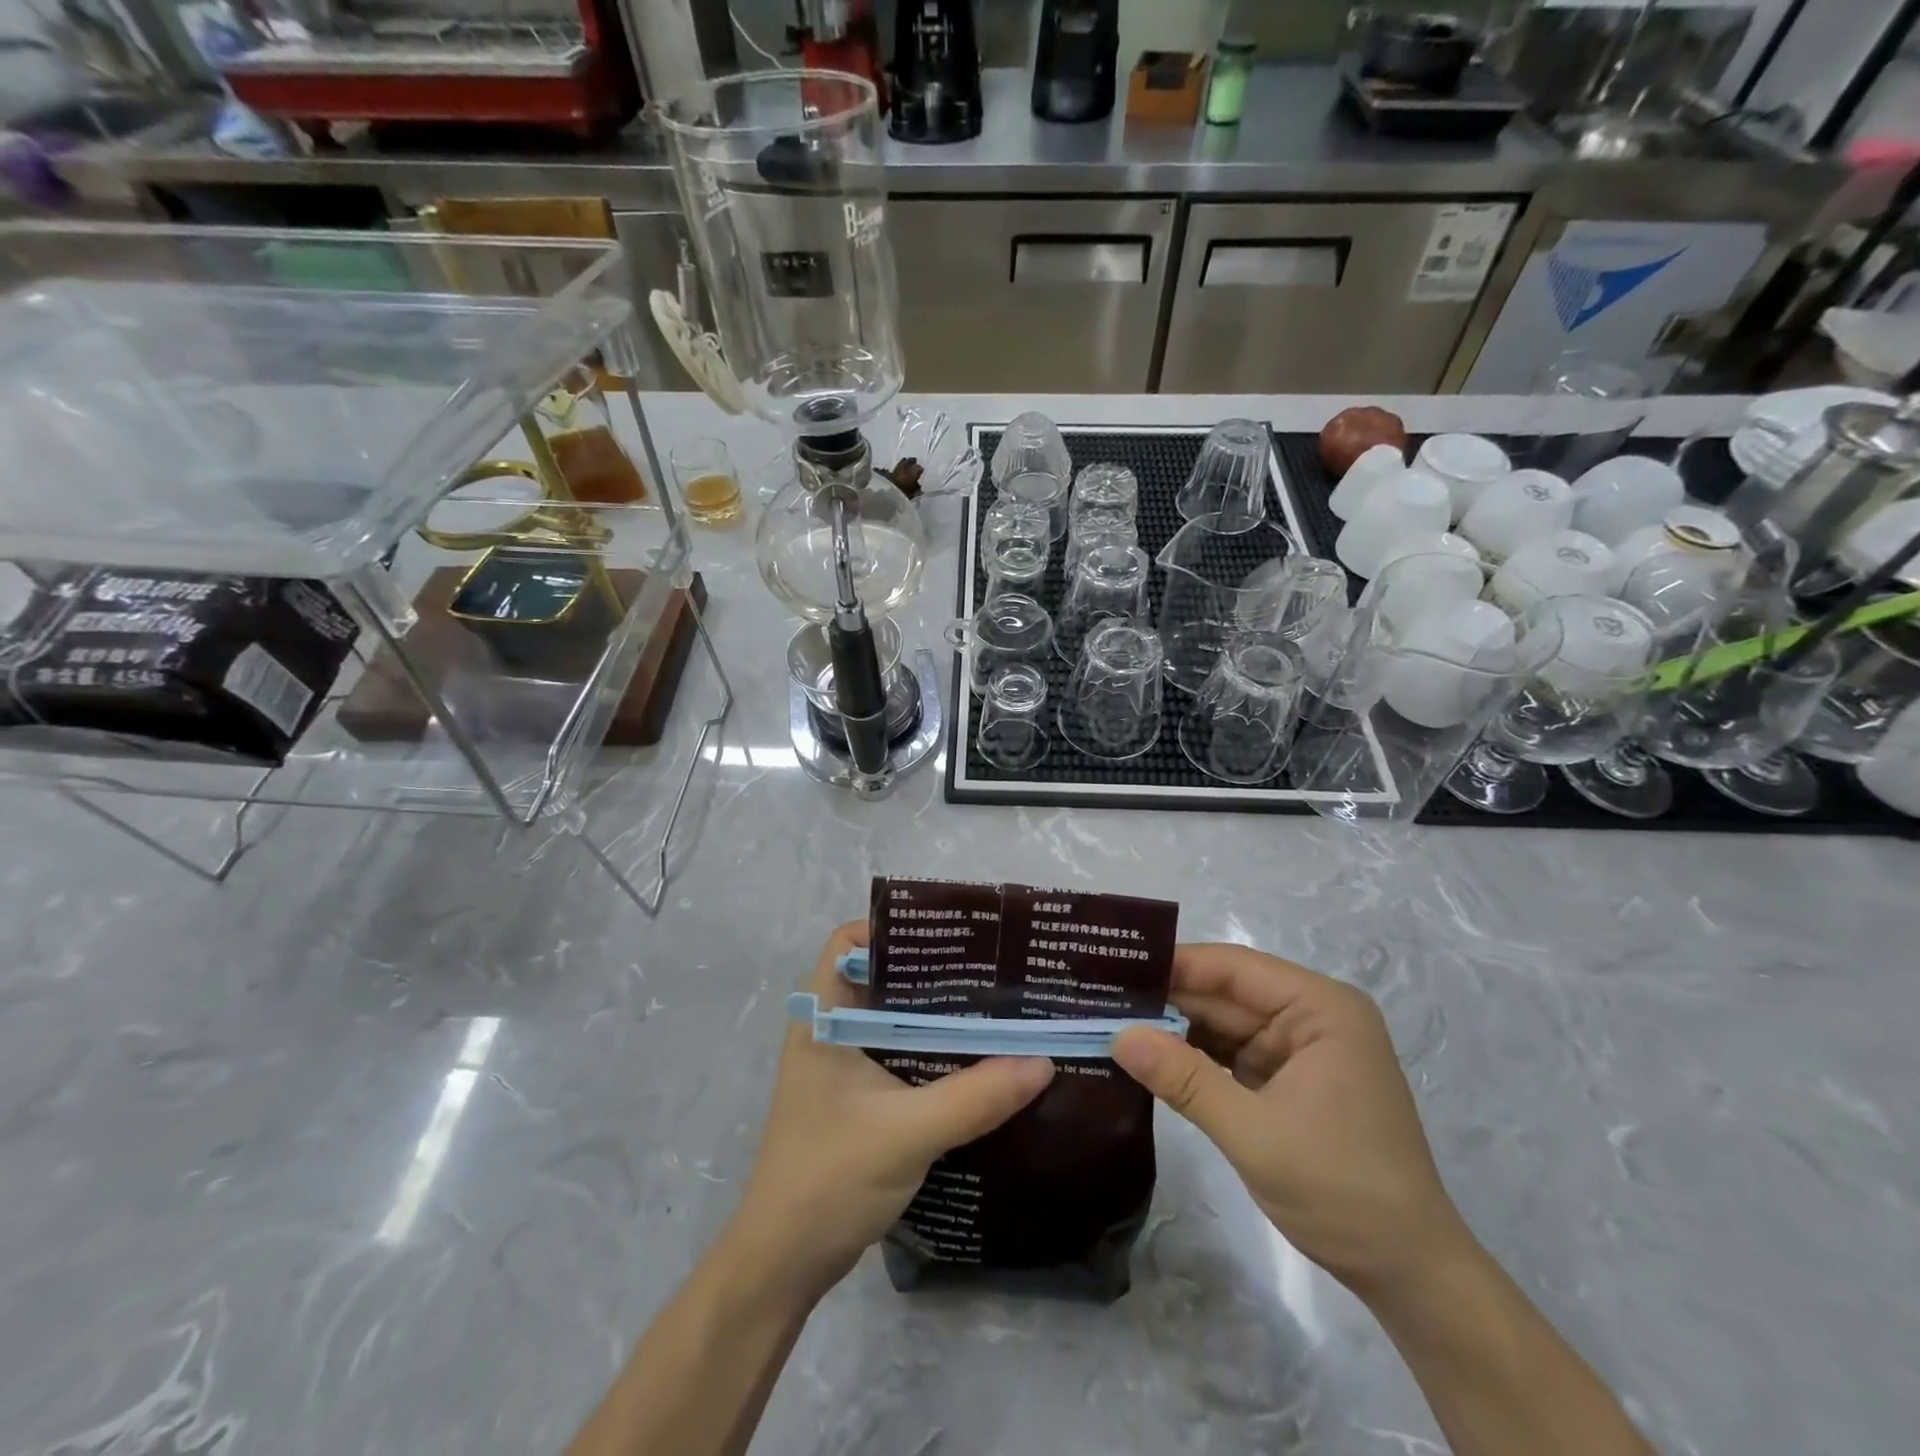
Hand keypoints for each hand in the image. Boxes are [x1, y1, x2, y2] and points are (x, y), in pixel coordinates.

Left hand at [730, 922, 1054, 1299]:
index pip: (850, 942)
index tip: (951, 933)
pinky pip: (903, 1056)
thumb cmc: (829, 1179)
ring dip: (940, 1015)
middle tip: (993, 968)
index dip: (894, 928)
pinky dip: (937, 1051)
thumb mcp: (907, 1132)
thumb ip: (975, 1095)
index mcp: (823, 1017)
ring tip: (998, 1005)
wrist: (784, 1266)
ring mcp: (844, 1067)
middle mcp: (831, 1032)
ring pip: (896, 1020)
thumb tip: (1044, 1060)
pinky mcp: (860, 1099)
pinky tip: (981, 1058)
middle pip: (883, 979)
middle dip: (934, 971)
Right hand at [1113, 944, 1470, 1299]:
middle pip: (1224, 994)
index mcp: (1321, 1008)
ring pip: (1221, 1025)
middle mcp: (1310, 1017)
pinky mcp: (1286, 1081)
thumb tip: (1117, 1035)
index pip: (1233, 968)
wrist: (1409, 1276)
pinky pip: (1229, 1056)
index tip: (1113, 967)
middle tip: (1097, 997)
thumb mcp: (1255, 1133)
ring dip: (1172, 1029)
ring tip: (1108, 1020)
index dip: (1172, 965)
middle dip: (1165, 999)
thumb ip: (1184, 1079)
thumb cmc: (1343, 1191)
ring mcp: (1298, 1050)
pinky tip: (1146, 1057)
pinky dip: (1191, 1059)